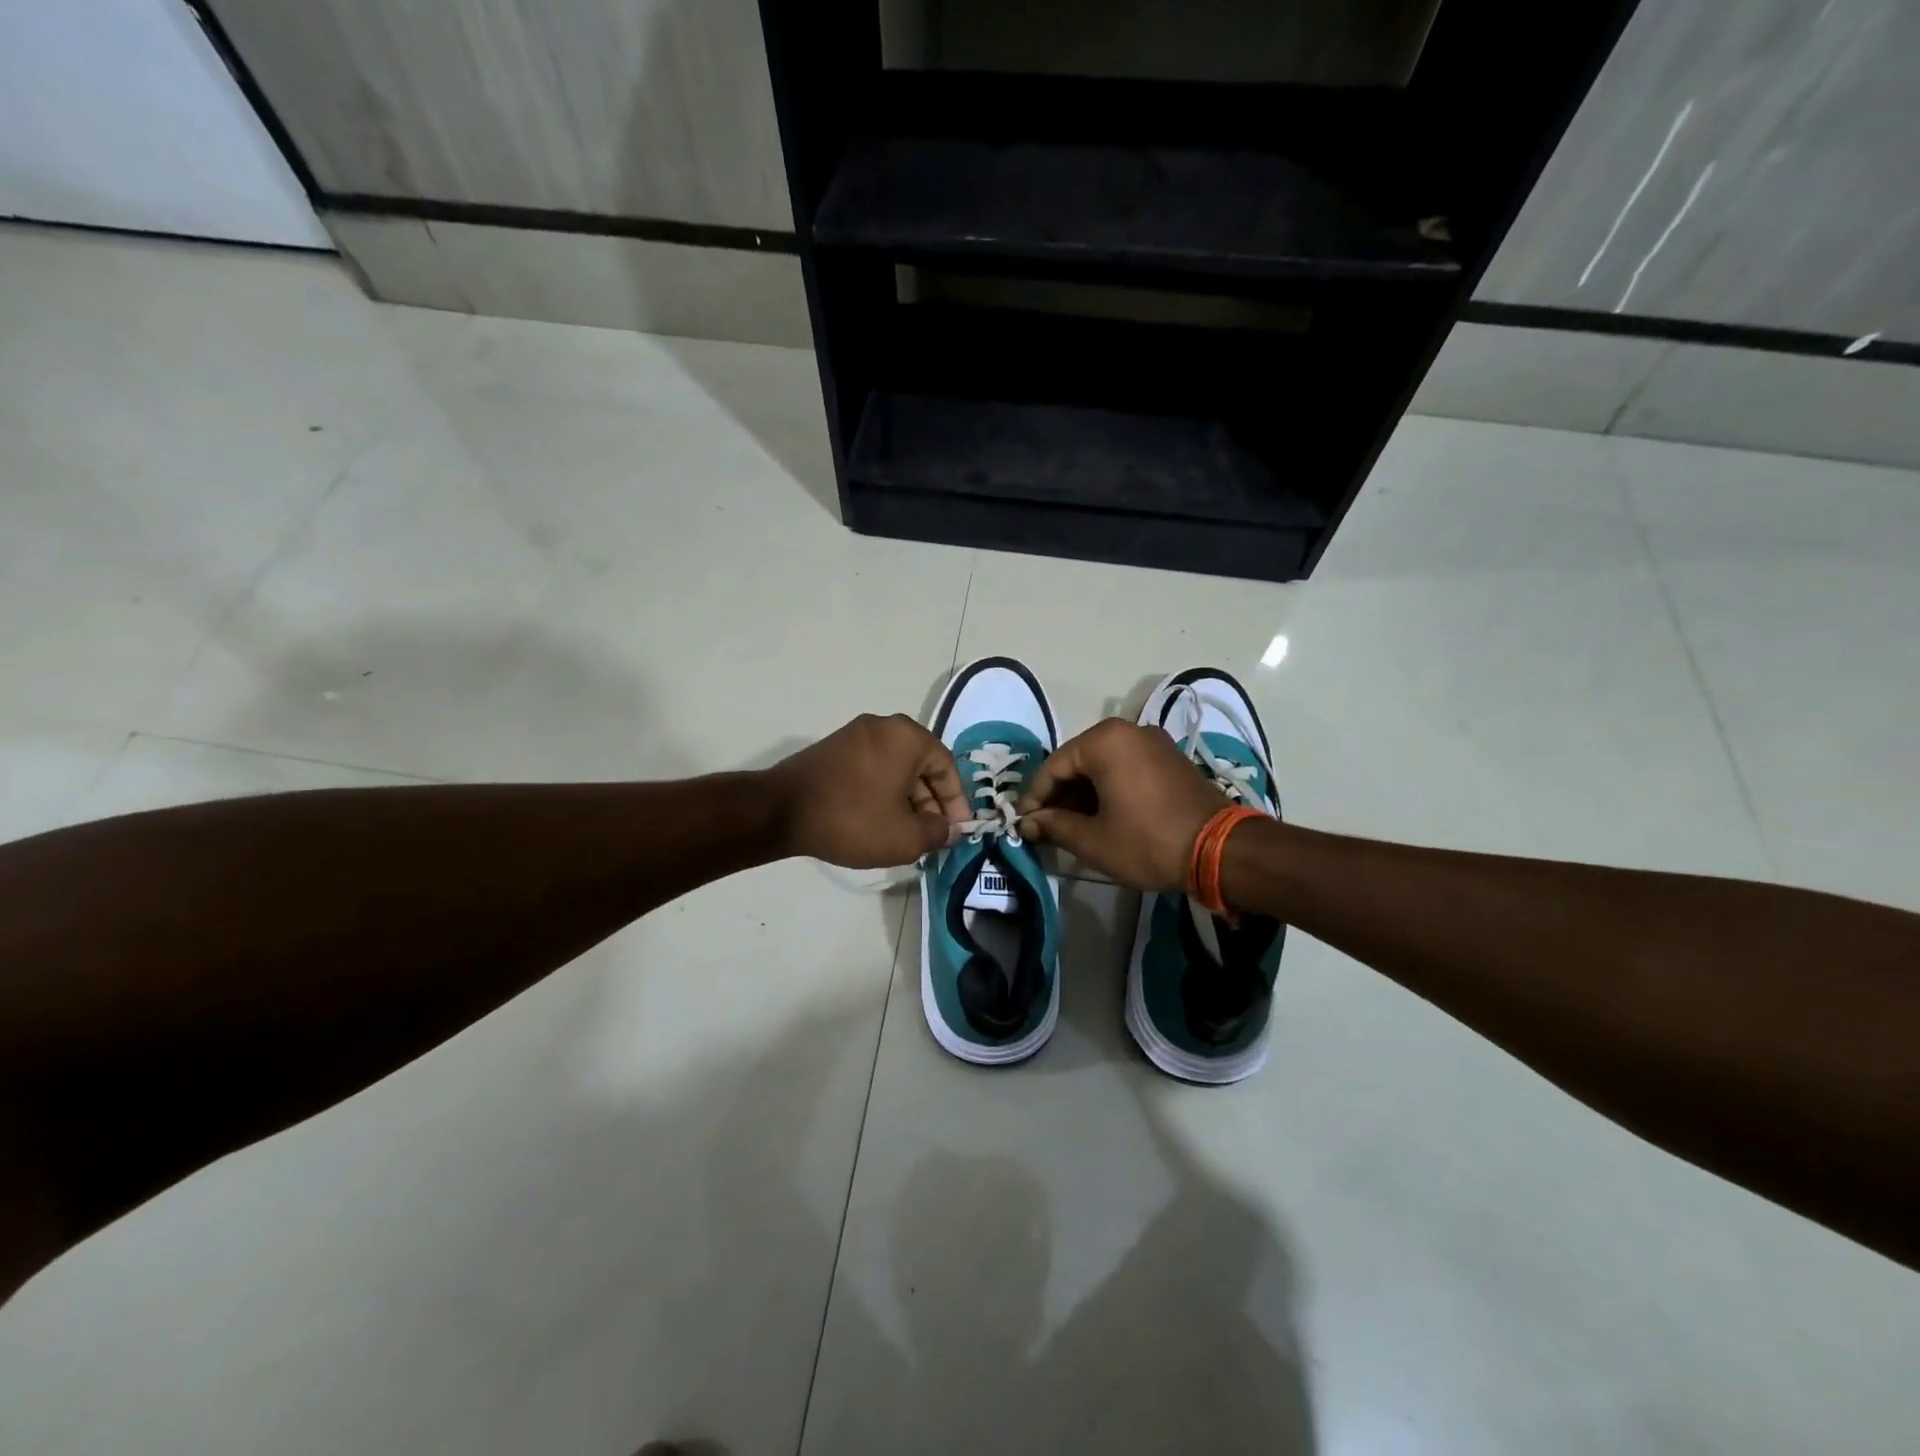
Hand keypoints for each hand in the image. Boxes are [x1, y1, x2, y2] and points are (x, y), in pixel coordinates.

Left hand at [767, 714, 969, 868]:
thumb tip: (949, 829)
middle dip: (931, 802)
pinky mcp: (834, 748)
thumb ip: (937, 833)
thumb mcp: (904, 837)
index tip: (957, 831)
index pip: (947, 767)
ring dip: (908, 799)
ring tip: (907, 832)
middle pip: (922, 765)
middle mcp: (885, 726)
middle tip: (932, 834)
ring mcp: (855, 734)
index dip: (956, 803)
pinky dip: (884, 791)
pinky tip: (880, 819)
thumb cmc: (852, 819)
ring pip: (897, 767)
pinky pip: (873, 767)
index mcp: (908, 737)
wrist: (779, 811)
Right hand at [1017, 719, 1226, 891]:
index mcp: (1104, 741)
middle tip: (1046, 828)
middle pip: (1078, 762)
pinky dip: (1108, 789)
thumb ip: (1054, 826)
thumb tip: (1027, 823)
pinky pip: (1126, 768)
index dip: (1035, 797)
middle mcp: (1128, 730)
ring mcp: (1153, 742)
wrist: (1220, 850)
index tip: (1023, 824)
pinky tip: (1102, 817)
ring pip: (1102, 766)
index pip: (1053, 766)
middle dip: (1059, 796)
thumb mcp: (1093, 839)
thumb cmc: (1148, 841)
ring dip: (1083, 794)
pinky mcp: (1169, 759)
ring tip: (1071, 827)